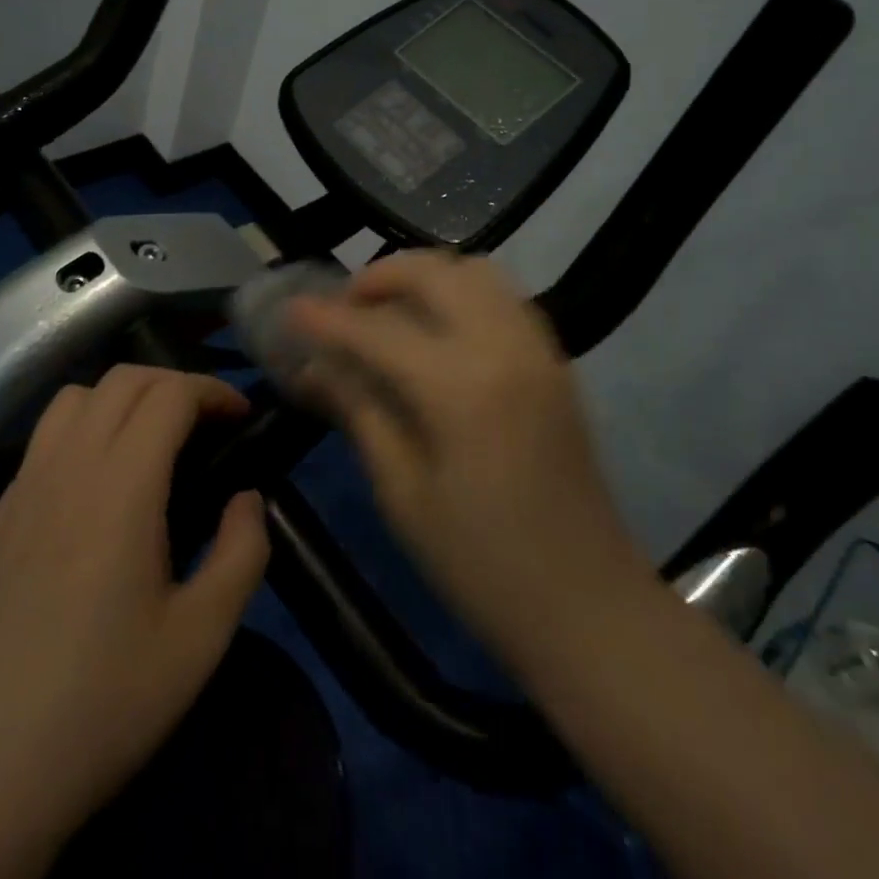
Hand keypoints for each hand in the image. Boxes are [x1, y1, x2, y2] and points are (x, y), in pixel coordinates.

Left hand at [0, 365, 269, 861]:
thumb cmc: (103, 704)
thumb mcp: (201, 639)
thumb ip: (242, 553)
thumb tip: (246, 498)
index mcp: (120, 491)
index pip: (167, 394)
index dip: (211, 390)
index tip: (239, 415)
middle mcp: (65, 470)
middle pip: (121, 380)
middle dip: (173, 383)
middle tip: (205, 423)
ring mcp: (18, 492)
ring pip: (72, 400)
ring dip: (121, 399)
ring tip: (148, 441)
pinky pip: (40, 445)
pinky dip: (80, 434)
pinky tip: (93, 492)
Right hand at [284, 251, 650, 674]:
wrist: (589, 606)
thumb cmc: (482, 566)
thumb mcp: (403, 494)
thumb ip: (360, 413)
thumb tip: (316, 367)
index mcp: (461, 387)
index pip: (377, 330)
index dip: (326, 319)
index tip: (290, 310)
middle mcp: (504, 347)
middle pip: (434, 273)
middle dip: (380, 276)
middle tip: (344, 307)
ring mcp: (537, 349)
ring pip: (475, 272)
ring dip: (424, 277)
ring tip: (388, 311)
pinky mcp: (555, 362)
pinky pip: (503, 297)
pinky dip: (461, 293)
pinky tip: (437, 330)